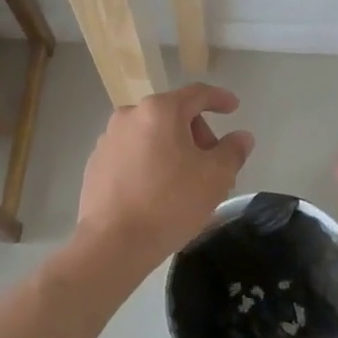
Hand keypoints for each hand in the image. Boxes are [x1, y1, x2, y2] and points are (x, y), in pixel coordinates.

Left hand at [74, 84, 254, 277]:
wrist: (112, 243)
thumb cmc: (169, 203)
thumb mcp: (215, 177)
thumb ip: (233, 151)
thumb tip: (241, 137)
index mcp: (159, 110)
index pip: (197, 94)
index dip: (220, 99)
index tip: (234, 108)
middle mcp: (129, 115)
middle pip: (174, 115)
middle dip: (198, 135)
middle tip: (212, 165)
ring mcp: (108, 139)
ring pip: (152, 136)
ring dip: (174, 150)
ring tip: (186, 183)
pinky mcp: (96, 163)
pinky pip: (132, 154)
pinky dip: (150, 163)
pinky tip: (158, 192)